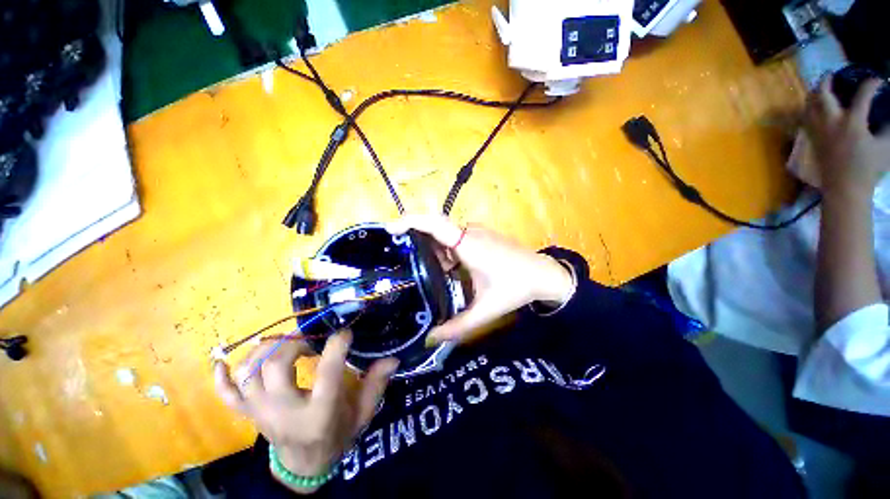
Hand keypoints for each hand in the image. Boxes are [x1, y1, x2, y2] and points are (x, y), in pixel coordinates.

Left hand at [214, 332, 397, 492]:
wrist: (304, 465)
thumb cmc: (337, 435)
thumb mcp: (362, 413)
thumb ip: (376, 384)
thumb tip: (393, 357)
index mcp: (319, 413)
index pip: (326, 373)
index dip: (336, 347)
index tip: (344, 332)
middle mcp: (284, 412)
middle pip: (275, 367)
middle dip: (294, 344)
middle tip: (312, 340)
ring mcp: (261, 413)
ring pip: (249, 374)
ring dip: (266, 351)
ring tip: (287, 344)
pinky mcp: (249, 414)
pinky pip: (226, 395)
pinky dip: (222, 377)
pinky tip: (222, 360)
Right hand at [386, 214, 574, 345]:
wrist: (544, 274)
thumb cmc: (515, 288)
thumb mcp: (484, 310)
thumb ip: (457, 327)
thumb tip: (430, 340)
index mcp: (468, 245)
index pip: (434, 224)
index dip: (410, 221)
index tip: (389, 229)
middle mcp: (470, 233)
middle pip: (435, 230)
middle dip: (418, 244)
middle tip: (402, 262)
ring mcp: (477, 232)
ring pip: (446, 237)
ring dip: (435, 252)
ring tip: (426, 273)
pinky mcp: (481, 235)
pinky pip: (456, 239)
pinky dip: (446, 253)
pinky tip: (448, 271)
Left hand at [804, 75, 889, 199]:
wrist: (844, 188)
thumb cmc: (867, 169)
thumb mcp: (886, 147)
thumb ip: (889, 128)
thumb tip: (889, 115)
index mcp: (852, 122)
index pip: (863, 94)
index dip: (872, 84)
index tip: (879, 80)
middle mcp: (831, 122)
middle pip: (822, 94)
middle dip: (826, 80)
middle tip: (831, 73)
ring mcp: (819, 131)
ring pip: (809, 105)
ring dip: (813, 93)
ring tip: (820, 87)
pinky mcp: (812, 140)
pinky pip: (805, 119)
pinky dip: (808, 109)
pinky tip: (813, 107)